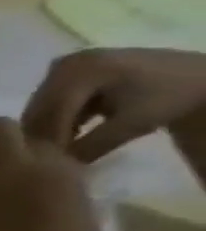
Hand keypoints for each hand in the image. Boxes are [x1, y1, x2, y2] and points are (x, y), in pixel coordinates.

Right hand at [23, 47, 205, 161]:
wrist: (200, 76)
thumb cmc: (170, 98)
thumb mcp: (134, 124)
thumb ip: (92, 145)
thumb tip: (58, 166)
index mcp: (80, 71)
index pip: (51, 111)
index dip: (49, 139)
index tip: (50, 164)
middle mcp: (66, 64)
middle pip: (41, 107)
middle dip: (44, 134)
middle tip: (51, 158)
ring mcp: (66, 65)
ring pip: (43, 105)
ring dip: (48, 127)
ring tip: (62, 147)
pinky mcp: (70, 70)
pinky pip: (52, 98)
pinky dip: (58, 117)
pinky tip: (71, 132)